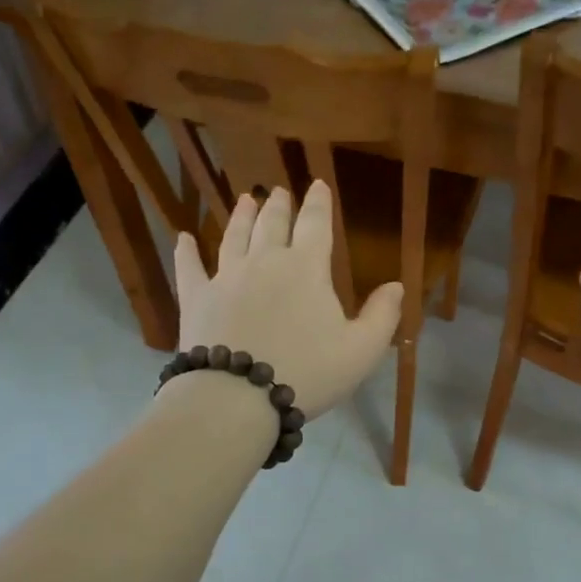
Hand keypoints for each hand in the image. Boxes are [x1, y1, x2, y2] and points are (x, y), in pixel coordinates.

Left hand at [171, 182, 402, 416]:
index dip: (318, 203)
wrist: (238, 397)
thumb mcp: (361, 351)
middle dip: (279, 205)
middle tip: (279, 192)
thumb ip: (382, 316)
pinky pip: (190, 269)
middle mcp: (264, 262)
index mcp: (306, 269)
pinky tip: (183, 238)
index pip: (315, 225)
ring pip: (234, 237)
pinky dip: (186, 252)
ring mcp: (226, 278)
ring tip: (245, 200)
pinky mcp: (196, 299)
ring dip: (241, 217)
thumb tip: (396, 285)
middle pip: (272, 224)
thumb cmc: (307, 373)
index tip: (318, 184)